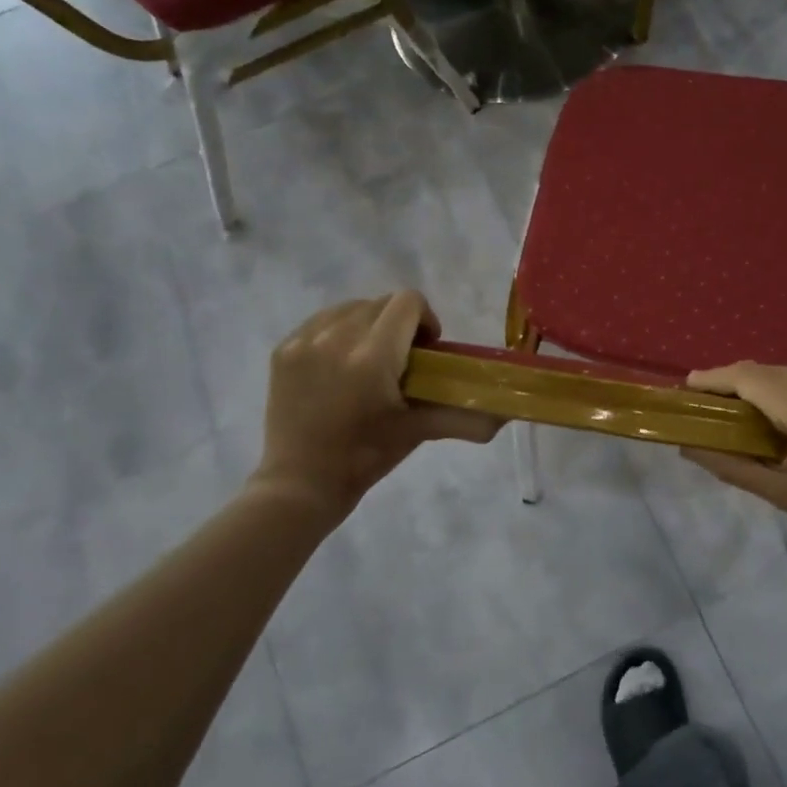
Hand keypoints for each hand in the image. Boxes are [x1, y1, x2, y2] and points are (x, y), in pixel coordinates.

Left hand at [247, 291, 501, 512]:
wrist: (300, 484)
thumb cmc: (365, 458)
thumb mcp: (417, 431)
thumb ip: (463, 417)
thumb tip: (503, 418)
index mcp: (372, 356)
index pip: (408, 302)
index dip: (426, 319)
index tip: (426, 349)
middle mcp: (336, 338)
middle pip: (381, 303)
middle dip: (399, 324)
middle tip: (401, 361)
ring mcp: (304, 341)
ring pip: (350, 308)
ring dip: (368, 324)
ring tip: (368, 361)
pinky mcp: (283, 349)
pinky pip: (320, 321)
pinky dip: (338, 333)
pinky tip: (339, 365)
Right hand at [682, 362, 786, 562]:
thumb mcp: (784, 493)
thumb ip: (731, 465)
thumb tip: (688, 447)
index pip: (748, 377)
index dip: (715, 378)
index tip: (691, 385)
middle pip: (774, 373)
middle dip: (748, 389)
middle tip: (731, 413)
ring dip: (783, 390)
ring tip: (781, 423)